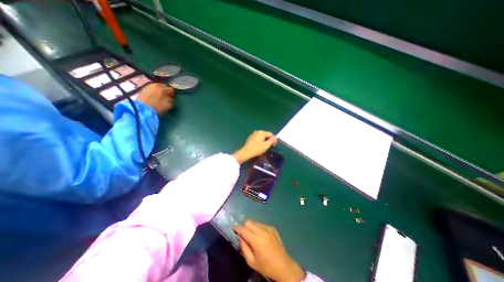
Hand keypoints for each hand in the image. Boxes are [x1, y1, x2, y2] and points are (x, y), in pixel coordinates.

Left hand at [136, 82, 174, 115]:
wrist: (141, 109)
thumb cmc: (157, 107)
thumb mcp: (168, 105)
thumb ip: (172, 100)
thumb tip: (172, 98)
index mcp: (163, 89)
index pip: (171, 89)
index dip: (173, 94)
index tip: (173, 98)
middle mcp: (156, 85)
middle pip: (164, 86)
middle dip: (166, 90)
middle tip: (166, 96)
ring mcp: (149, 86)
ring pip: (157, 87)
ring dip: (160, 90)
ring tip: (160, 96)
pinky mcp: (143, 89)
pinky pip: (152, 88)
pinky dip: (154, 91)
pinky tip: (154, 96)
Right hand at [232, 221, 301, 281]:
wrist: (283, 265)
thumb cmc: (266, 266)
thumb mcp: (251, 261)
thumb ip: (244, 247)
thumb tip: (239, 237)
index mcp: (256, 239)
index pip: (243, 229)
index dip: (237, 228)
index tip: (234, 228)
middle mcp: (261, 230)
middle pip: (249, 222)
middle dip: (244, 226)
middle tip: (244, 234)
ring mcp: (268, 228)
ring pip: (255, 222)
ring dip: (251, 227)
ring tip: (253, 236)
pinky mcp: (272, 227)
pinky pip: (262, 224)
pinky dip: (258, 228)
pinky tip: (261, 236)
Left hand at [233, 130, 277, 163]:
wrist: (245, 153)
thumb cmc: (257, 149)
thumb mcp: (266, 145)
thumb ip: (272, 140)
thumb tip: (276, 137)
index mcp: (261, 132)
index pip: (270, 134)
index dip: (273, 139)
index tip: (274, 145)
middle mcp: (257, 132)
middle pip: (266, 134)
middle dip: (269, 140)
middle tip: (269, 146)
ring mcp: (253, 134)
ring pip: (261, 137)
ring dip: (264, 141)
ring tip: (264, 147)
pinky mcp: (250, 138)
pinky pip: (257, 138)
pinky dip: (260, 141)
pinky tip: (259, 146)